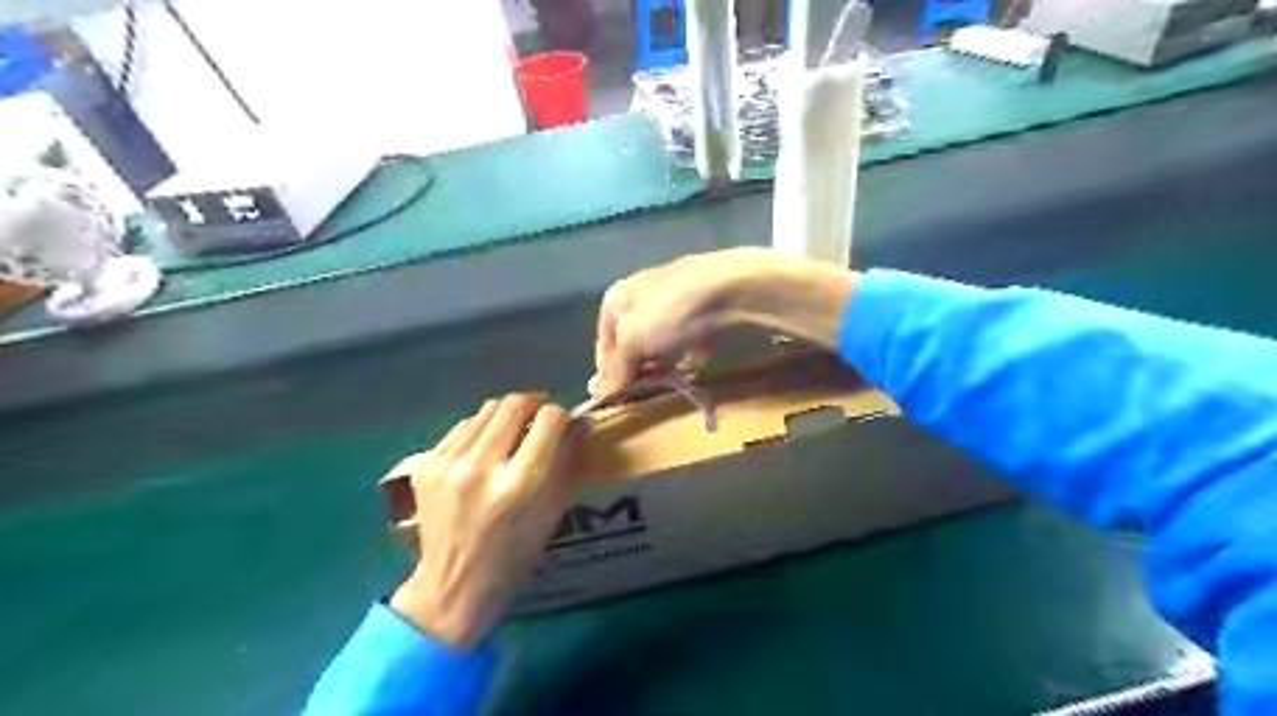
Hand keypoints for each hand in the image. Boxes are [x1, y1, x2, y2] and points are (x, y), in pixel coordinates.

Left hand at [388, 395, 580, 650]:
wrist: (451, 586)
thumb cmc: (513, 556)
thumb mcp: (552, 514)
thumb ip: (566, 464)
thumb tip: (578, 422)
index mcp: (518, 486)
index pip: (548, 420)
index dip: (560, 416)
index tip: (561, 425)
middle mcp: (480, 468)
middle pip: (513, 405)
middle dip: (533, 405)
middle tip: (537, 420)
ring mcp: (447, 465)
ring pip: (486, 410)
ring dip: (505, 417)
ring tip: (510, 435)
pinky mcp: (425, 465)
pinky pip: (462, 427)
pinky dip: (480, 431)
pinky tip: (484, 451)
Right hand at [591, 249, 857, 396]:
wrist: (733, 287)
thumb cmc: (672, 313)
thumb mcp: (634, 342)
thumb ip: (616, 370)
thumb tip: (595, 394)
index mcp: (617, 299)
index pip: (603, 345)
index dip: (608, 374)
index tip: (619, 400)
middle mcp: (642, 295)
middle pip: (633, 342)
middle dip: (639, 370)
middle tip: (645, 395)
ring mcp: (675, 300)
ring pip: (662, 341)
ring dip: (664, 364)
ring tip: (670, 386)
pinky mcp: (704, 308)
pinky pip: (691, 337)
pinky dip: (691, 354)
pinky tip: (697, 368)